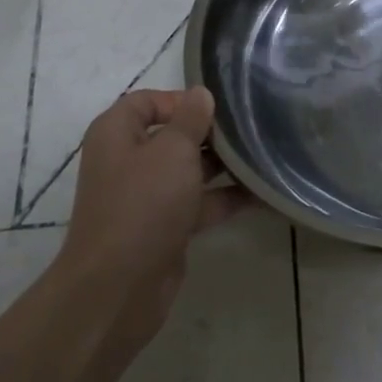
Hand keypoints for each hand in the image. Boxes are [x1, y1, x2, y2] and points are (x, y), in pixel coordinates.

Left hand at [59, 87, 250, 348]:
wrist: (119, 288)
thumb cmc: (143, 203)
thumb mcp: (173, 150)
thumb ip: (191, 119)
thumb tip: (200, 94)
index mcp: (117, 133)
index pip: (147, 100)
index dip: (181, 100)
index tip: (218, 108)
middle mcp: (128, 160)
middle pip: (172, 134)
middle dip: (210, 132)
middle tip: (250, 128)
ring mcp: (146, 196)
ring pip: (188, 170)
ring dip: (223, 165)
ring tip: (264, 154)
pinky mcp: (164, 227)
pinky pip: (198, 203)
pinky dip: (225, 198)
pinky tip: (263, 192)